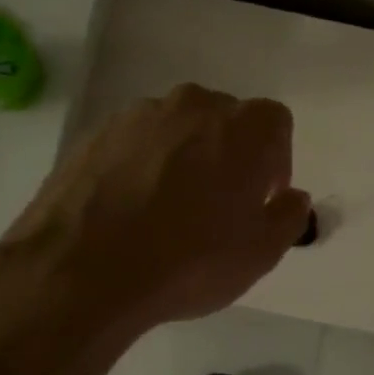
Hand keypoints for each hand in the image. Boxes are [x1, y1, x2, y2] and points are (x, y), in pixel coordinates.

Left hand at [0, 84, 310, 331]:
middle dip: (229, 155)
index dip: (275, 160)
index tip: (260, 198)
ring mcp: (138, 116)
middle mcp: (192, 105)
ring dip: (183, 157)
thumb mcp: (259, 254)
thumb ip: (287, 216)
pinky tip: (129, 209)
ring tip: (167, 209)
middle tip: (218, 205)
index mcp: (242, 127)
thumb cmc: (189, 262)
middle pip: (224, 120)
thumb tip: (292, 197)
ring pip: (176, 129)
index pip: (275, 123)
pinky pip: (135, 143)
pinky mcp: (95, 133)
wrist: (82, 269)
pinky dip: (141, 165)